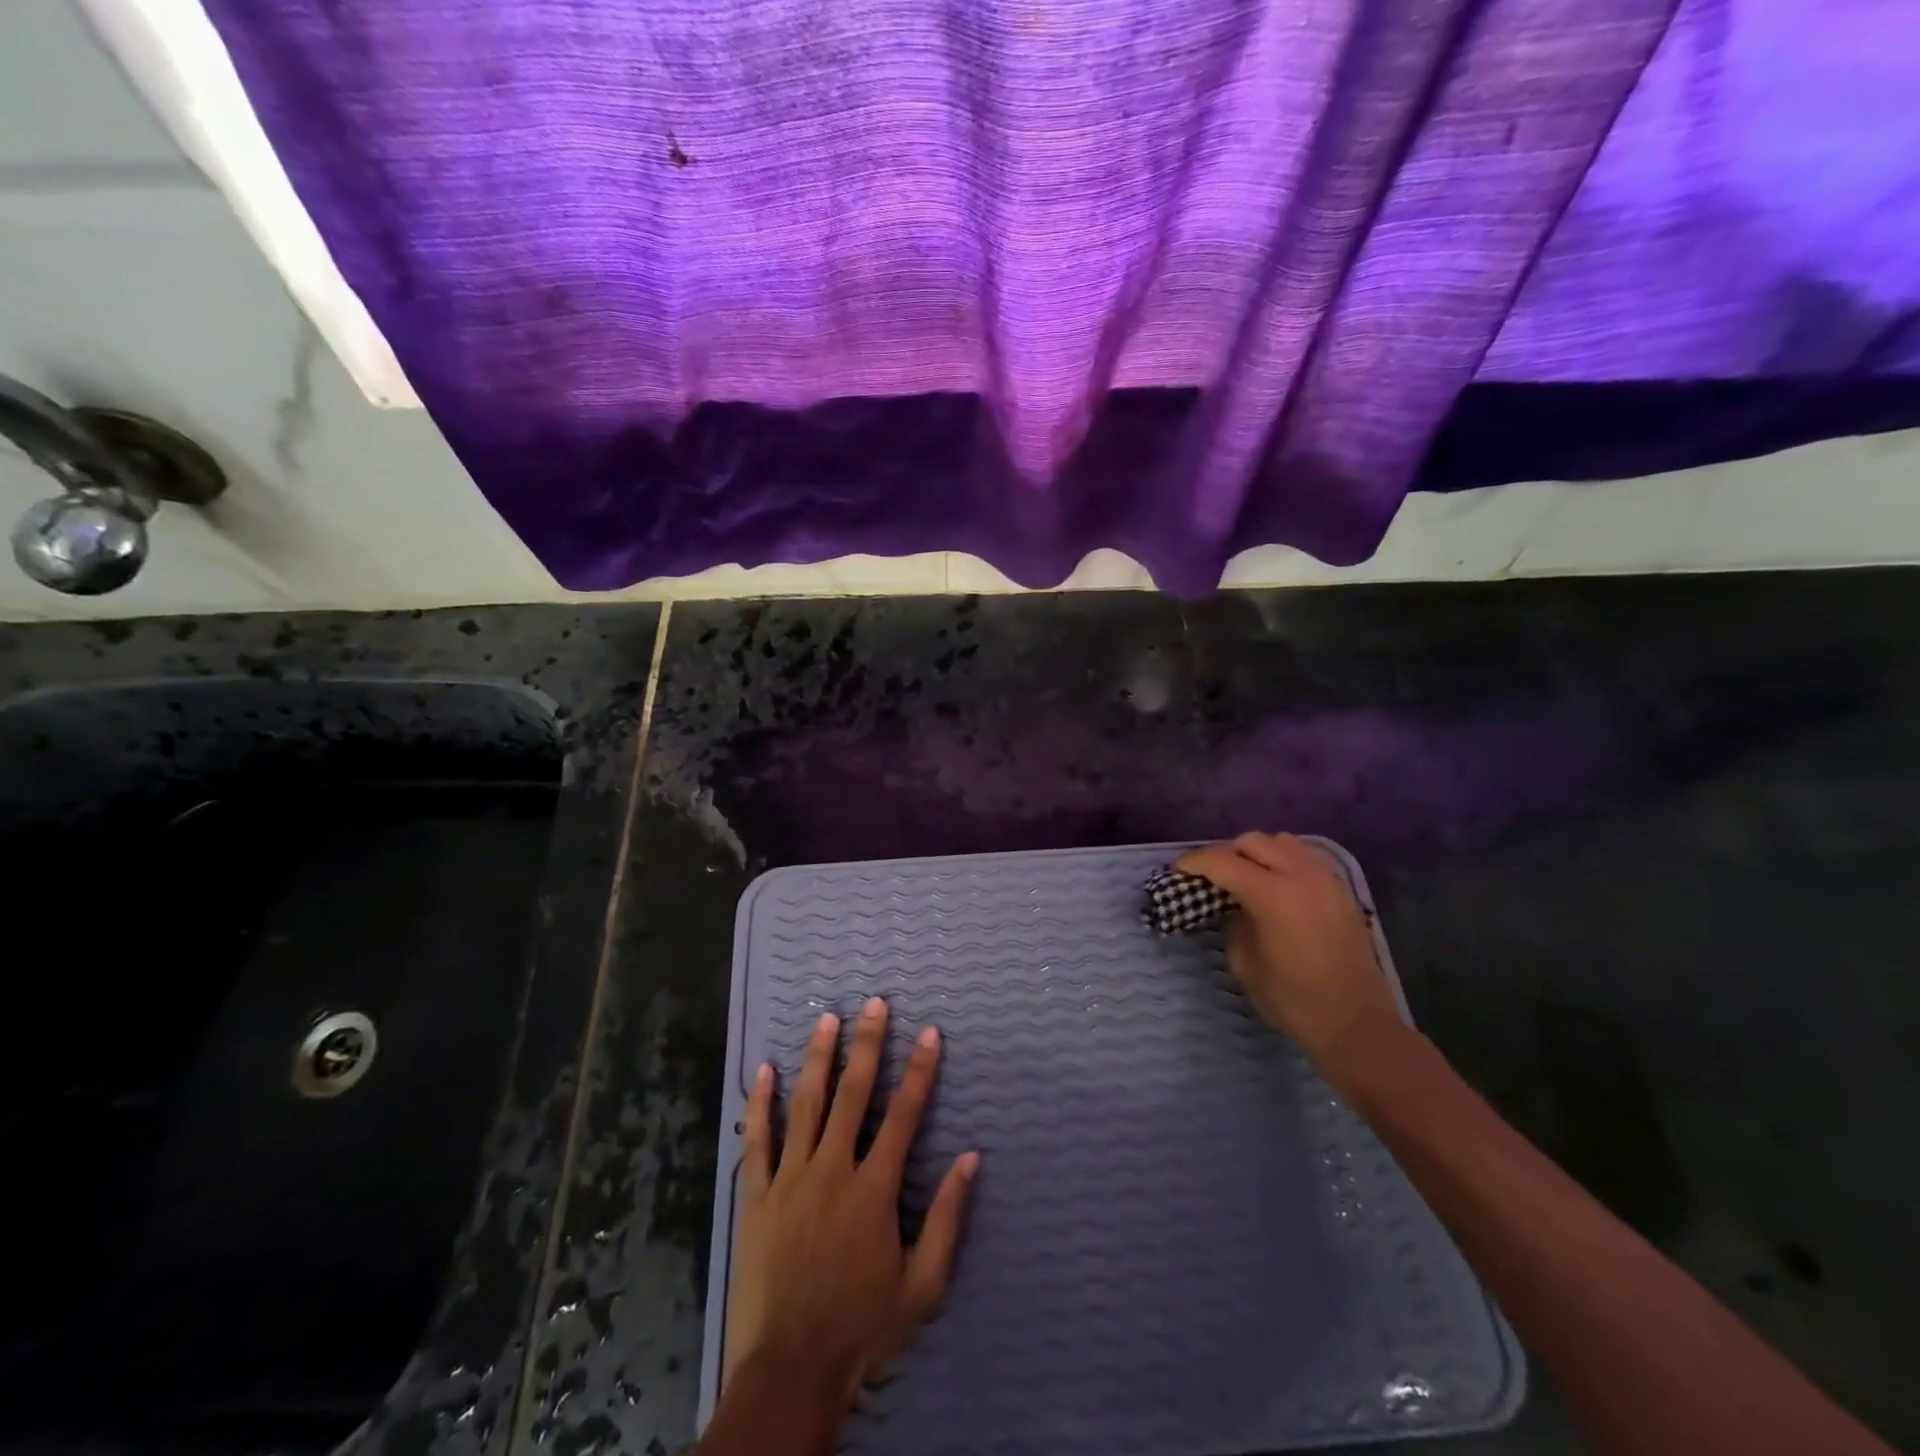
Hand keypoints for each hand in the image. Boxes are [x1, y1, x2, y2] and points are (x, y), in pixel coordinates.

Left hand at [723, 997, 979, 1408]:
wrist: (790, 1371)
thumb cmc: (862, 1328)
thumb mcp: (922, 1285)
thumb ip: (947, 1218)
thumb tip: (971, 1158)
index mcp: (874, 1189)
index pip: (904, 1114)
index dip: (920, 1070)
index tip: (929, 1033)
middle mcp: (832, 1170)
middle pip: (853, 1094)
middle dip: (868, 1045)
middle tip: (875, 1004)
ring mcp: (790, 1179)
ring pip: (806, 1104)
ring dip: (819, 1058)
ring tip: (827, 1019)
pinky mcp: (756, 1196)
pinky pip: (757, 1140)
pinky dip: (760, 1104)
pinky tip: (764, 1071)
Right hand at [1176, 832, 1404, 1079]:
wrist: (1357, 1024)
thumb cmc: (1294, 1000)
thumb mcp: (1245, 964)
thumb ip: (1234, 924)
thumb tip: (1235, 907)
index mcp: (1272, 894)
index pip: (1222, 861)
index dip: (1194, 862)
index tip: (1178, 870)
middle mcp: (1300, 875)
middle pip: (1252, 842)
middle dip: (1226, 854)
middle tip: (1213, 877)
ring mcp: (1326, 879)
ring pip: (1282, 841)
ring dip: (1259, 852)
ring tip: (1248, 876)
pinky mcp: (1342, 890)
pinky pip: (1306, 857)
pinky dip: (1285, 860)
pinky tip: (1278, 884)